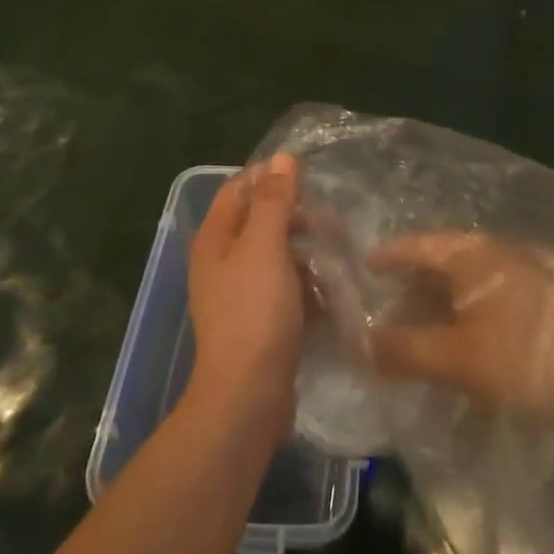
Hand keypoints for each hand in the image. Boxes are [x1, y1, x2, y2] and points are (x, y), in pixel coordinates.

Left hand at [185, 155, 305, 446]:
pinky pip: (284, 290)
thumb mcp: (264, 246)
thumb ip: (273, 200)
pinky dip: (305, 285)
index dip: (269, 176)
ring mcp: (240, 295)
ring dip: (305, 251)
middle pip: (259, 222)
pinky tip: (331, 290)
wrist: (247, 396)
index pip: (238, 189)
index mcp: (215, 239)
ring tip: (339, 252)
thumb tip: (281, 157)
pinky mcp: (259, 322)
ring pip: (276, 257)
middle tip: (332, 219)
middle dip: (294, 216)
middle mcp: (222, 262)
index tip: (308, 174)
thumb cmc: (254, 312)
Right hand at [366, 233, 553, 428]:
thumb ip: (400, 349)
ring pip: (460, 285)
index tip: (357, 273)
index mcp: (472, 254)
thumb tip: (355, 346)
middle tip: (377, 316)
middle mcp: (494, 255)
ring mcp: (518, 277)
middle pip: (437, 263)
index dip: (385, 258)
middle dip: (406, 290)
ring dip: (432, 307)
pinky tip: (450, 346)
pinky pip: (481, 302)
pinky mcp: (534, 306)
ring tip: (409, 337)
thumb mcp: (452, 357)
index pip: (415, 244)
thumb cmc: (522, 360)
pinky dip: (457, 318)